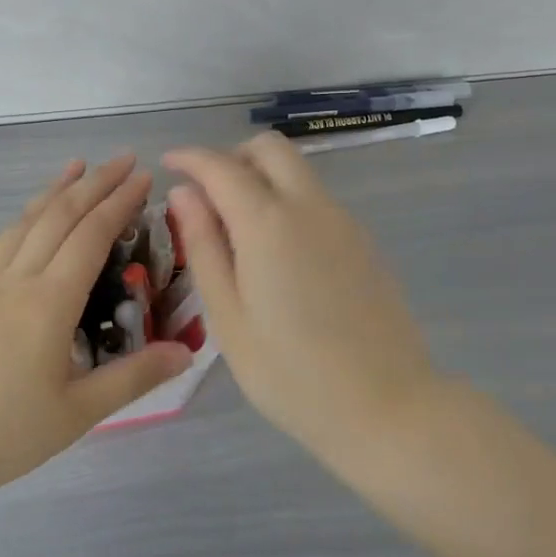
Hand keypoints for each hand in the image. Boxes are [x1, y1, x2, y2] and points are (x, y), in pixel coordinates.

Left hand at [0, 156, 192, 496]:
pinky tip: (25, 219)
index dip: (118, 202)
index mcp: (49, 301)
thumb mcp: (79, 413)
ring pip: (24, 222)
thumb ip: (133, 378)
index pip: (91, 236)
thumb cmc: (6, 431)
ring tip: (76, 166)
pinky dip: (21, 219)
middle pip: (59, 216)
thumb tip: (185, 352)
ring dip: (54, 190)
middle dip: (94, 183)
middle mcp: (18, 279)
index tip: (143, 178)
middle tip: (123, 159)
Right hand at [164, 133, 441, 468]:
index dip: (189, 158)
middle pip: (269, 148)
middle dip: (232, 156)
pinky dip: (287, 201)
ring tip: (236, 231)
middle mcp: (308, 207)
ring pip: (297, 171)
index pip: (220, 165)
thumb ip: (203, 246)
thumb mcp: (228, 315)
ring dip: (261, 178)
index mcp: (267, 223)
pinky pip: (316, 199)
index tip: (168, 165)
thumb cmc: (290, 372)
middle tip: (207, 195)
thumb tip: (183, 194)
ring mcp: (343, 222)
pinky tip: (276, 255)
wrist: (388, 408)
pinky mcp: (363, 242)